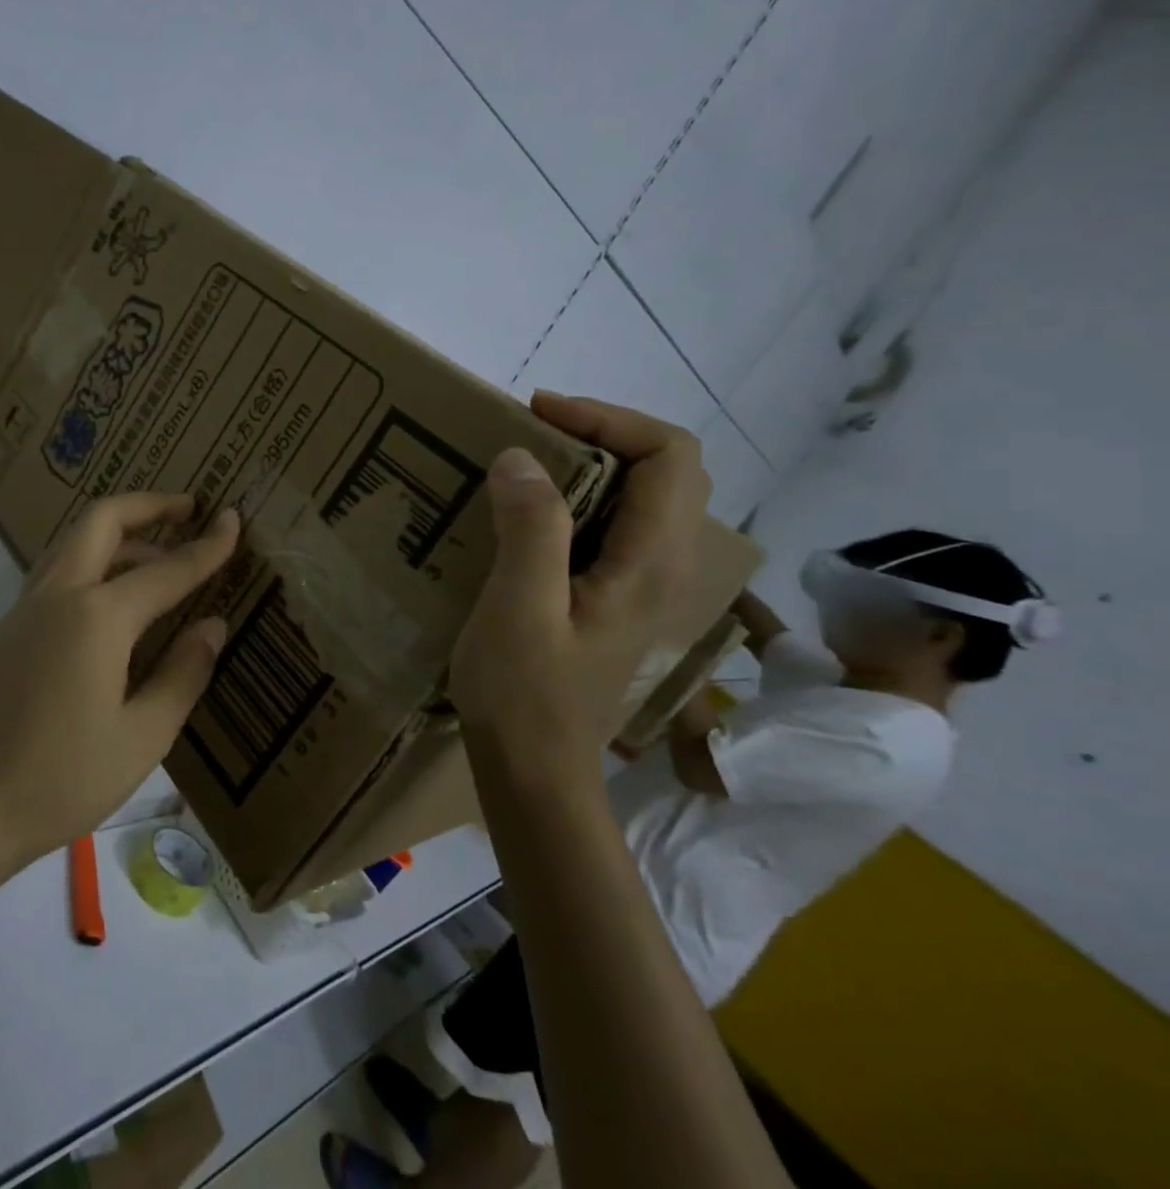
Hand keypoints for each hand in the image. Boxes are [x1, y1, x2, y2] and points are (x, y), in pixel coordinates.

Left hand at [0, 493, 239, 871]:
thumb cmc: (63, 780)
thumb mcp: (143, 736)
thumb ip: (183, 673)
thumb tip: (212, 625)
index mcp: (98, 618)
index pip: (167, 570)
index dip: (207, 545)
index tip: (232, 519)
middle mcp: (58, 597)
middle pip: (102, 521)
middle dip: (148, 505)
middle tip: (187, 508)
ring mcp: (23, 611)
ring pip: (73, 544)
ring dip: (118, 535)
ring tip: (157, 556)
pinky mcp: (4, 632)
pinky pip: (55, 576)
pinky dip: (91, 565)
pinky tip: (112, 605)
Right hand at [450, 393, 710, 781]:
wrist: (535, 774)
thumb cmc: (525, 694)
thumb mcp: (519, 607)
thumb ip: (530, 529)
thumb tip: (520, 457)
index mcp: (649, 563)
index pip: (669, 456)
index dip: (609, 419)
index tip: (539, 415)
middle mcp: (665, 568)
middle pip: (669, 470)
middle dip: (605, 434)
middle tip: (534, 432)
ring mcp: (644, 587)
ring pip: (646, 497)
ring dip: (594, 464)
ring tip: (528, 464)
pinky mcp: (618, 601)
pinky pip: (617, 527)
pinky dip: (582, 499)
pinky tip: (531, 516)